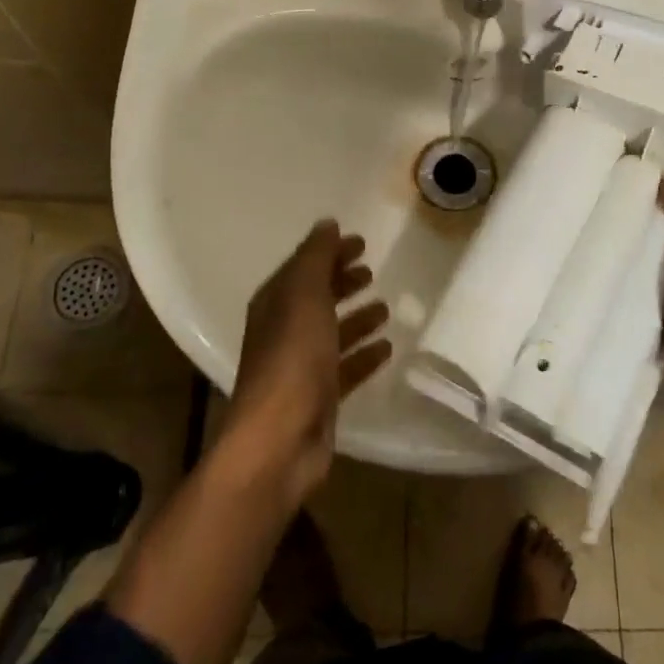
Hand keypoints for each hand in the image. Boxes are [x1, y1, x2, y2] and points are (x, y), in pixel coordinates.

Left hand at [222, 220, 392, 504]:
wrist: (280, 439)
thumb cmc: (292, 357)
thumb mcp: (304, 295)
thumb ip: (316, 258)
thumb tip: (327, 224)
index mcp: (275, 302)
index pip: (303, 267)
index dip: (329, 252)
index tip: (360, 242)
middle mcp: (285, 330)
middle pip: (316, 297)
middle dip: (342, 281)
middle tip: (370, 270)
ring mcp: (301, 366)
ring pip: (332, 332)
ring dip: (356, 318)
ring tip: (384, 307)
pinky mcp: (320, 397)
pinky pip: (346, 367)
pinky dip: (364, 354)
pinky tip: (387, 348)